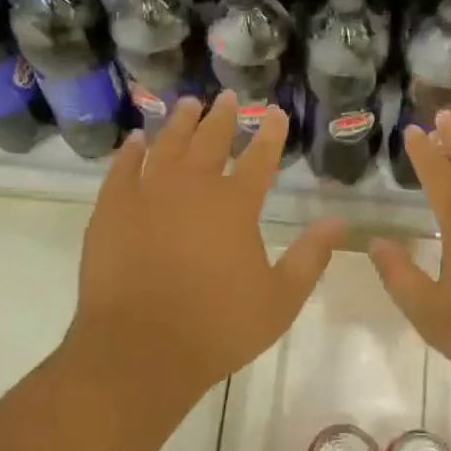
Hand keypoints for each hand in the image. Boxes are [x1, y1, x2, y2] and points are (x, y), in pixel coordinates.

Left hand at [67, 92, 344, 418]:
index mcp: (235, 205)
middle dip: (224, 116)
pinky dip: (131, 152)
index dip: (270, 133)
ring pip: (167, 145)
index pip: (260, 157)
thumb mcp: (280, 299)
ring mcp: (148, 195)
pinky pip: (122, 170)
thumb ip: (311, 257)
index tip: (276, 113)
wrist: (138, 352)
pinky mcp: (112, 211)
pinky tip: (136, 141)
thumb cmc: (217, 328)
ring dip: (180, 123)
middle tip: (229, 97)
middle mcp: (193, 188)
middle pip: (211, 140)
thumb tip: (339, 221)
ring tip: (189, 104)